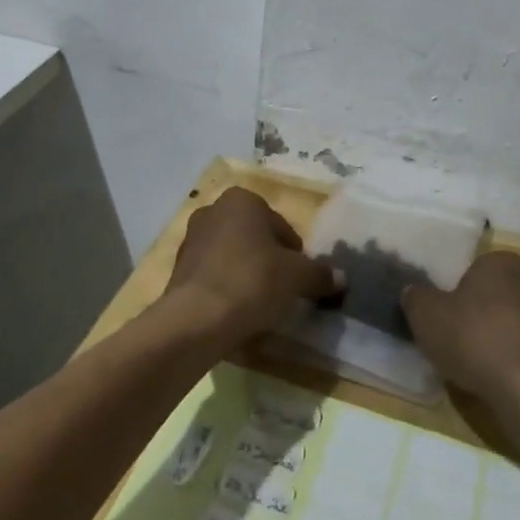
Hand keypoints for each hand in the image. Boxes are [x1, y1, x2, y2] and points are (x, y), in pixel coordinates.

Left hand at [162, 188, 342, 348]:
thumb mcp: (297, 277)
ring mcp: (191, 239)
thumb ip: (320, 274)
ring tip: (259, 304)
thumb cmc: (252, 281)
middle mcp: (213, 210)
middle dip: (269, 260)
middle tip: (283, 290)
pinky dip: (226, 288)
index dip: (295, 253)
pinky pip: (213, 275)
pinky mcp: (178, 269)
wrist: (196, 319)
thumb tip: (341, 278)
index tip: (300, 279)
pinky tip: (236, 311)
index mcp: (242, 200)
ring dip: (246, 274)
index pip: (280, 225)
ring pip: (232, 255)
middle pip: (254, 238)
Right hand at [403, 251, 519, 406]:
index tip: (443, 317)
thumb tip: (414, 292)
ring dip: (498, 342)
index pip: (473, 269)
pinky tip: (499, 383)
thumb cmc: (475, 338)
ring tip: (475, 367)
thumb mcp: (426, 315)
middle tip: (454, 340)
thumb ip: (416, 297)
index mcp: (501, 262)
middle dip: (478, 315)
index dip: (455, 293)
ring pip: (514, 326)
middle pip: (495, 297)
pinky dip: (515, 365)